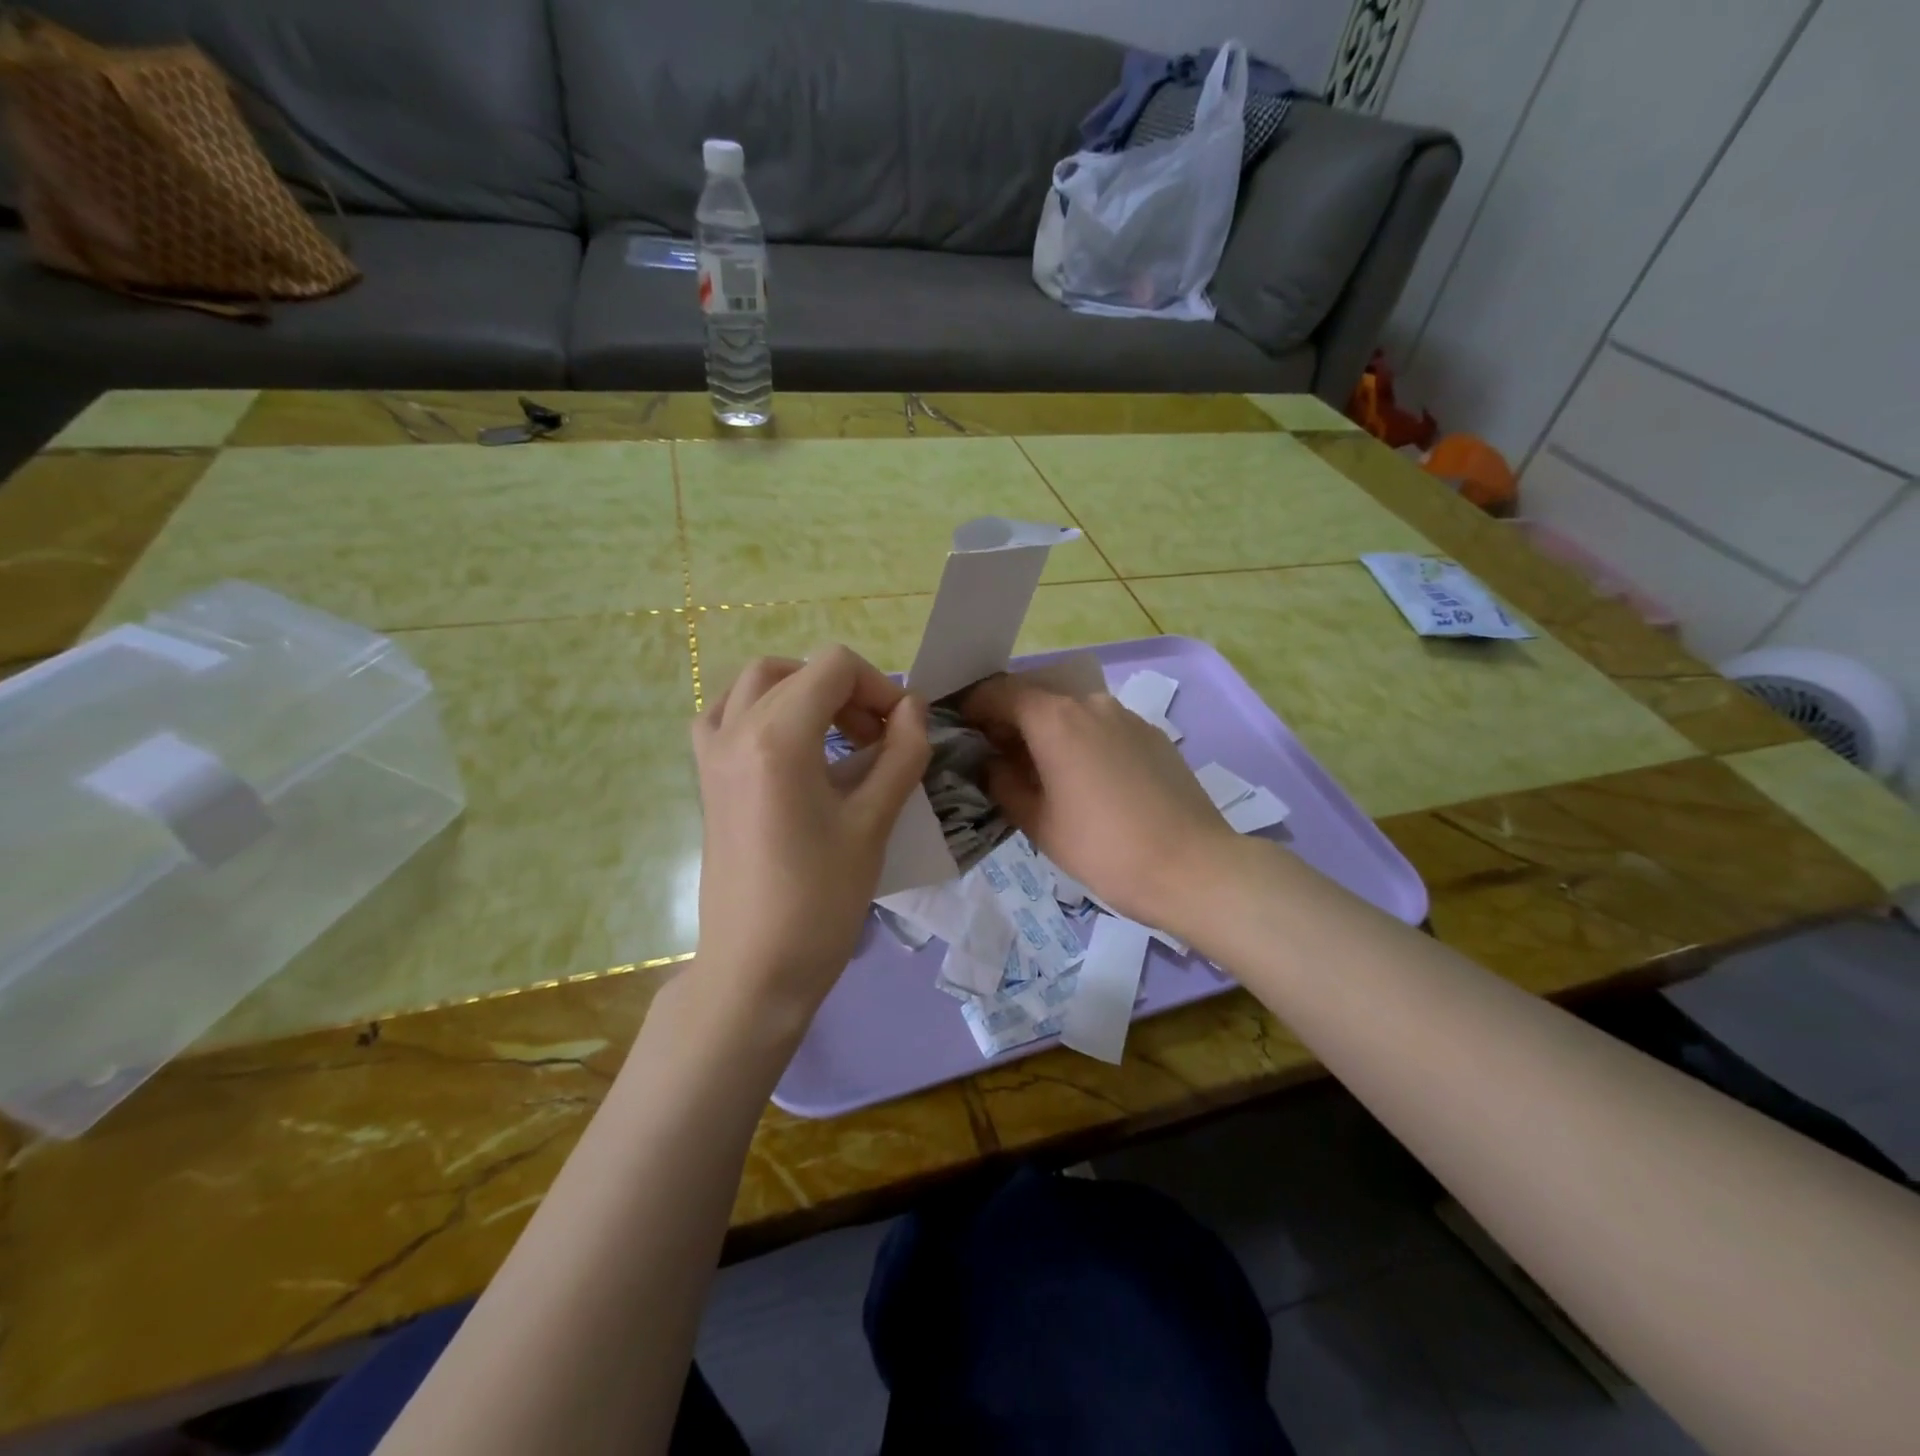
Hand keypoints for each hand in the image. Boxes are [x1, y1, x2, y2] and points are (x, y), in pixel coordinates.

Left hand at [690, 647, 929, 1032]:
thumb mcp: (874, 823)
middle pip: (798, 669)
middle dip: (847, 691)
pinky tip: (790, 747)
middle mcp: (736, 729)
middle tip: (877, 738)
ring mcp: (712, 753)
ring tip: (838, 737)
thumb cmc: (820, 900)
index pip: (834, 667)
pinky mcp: (706, 778)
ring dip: (804, 692)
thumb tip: (914, 709)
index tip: (903, 732)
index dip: (879, 688)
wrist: (755, 968)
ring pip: (758, 683)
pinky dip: (763, 711)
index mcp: (778, 737)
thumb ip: (901, 754)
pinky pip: (727, 715)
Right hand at [963, 674, 1241, 937]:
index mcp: (1056, 719)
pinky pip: (1102, 725)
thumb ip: (1003, 784)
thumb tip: (992, 764)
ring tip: (1038, 769)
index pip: (1001, 692)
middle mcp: (1091, 704)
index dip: (974, 705)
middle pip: (1037, 695)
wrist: (1193, 868)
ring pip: (1071, 710)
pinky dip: (1080, 738)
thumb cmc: (1104, 849)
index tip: (960, 726)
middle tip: (993, 753)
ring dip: (1046, 729)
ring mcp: (1127, 716)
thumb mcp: (1038, 823)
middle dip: (1009, 718)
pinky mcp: (1152, 735)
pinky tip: (1083, 777)